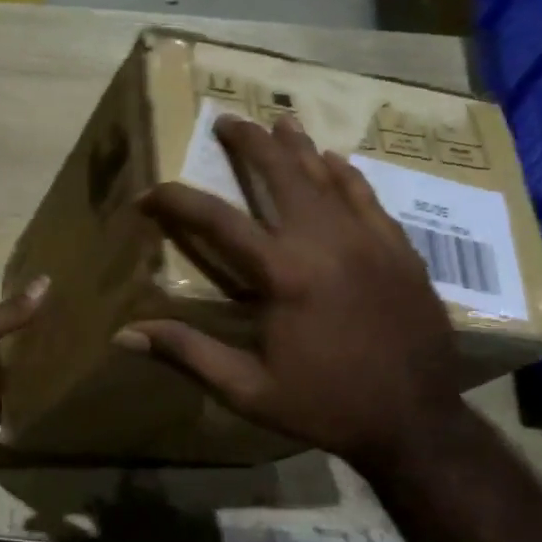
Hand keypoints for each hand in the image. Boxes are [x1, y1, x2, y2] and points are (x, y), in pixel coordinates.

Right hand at [114, 114, 463, 475]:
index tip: (147, 195)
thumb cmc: (324, 405)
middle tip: (227, 121)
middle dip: (249, 145)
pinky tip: (336, 161)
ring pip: (327, 177)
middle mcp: (325, 242)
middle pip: (280, 175)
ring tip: (279, 124)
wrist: (416, 421)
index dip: (176, 201)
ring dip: (298, 148)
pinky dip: (346, 175)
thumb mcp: (247, 389)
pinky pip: (368, 197)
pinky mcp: (398, 250)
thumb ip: (188, 353)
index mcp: (283, 274)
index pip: (216, 220)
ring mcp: (368, 240)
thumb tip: (125, 335)